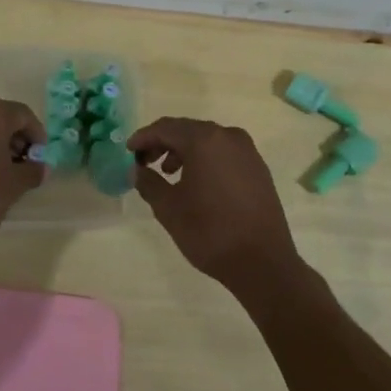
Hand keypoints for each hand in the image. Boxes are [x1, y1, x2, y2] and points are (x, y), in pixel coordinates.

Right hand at [127, 117, 303, 297]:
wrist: (263, 262)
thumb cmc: (210, 232)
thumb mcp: (169, 208)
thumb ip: (148, 183)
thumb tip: (138, 170)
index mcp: (204, 140)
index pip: (166, 128)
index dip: (143, 137)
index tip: (128, 151)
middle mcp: (228, 136)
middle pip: (187, 130)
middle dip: (163, 143)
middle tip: (144, 161)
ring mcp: (247, 151)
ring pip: (207, 140)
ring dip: (183, 151)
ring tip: (168, 173)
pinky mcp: (258, 168)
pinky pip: (224, 153)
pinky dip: (205, 159)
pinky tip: (196, 181)